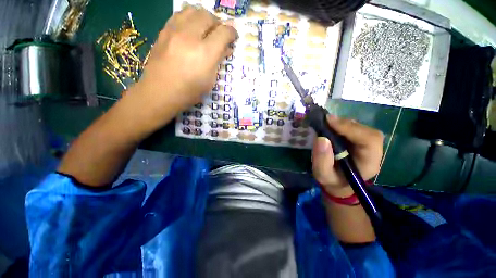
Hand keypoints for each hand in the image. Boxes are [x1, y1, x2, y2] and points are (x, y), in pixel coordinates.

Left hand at [131, 5, 236, 125]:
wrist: (160, 91)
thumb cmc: (190, 92)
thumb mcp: (210, 80)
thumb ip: (218, 61)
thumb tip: (226, 49)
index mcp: (205, 53)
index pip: (224, 32)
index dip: (232, 32)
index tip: (233, 36)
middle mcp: (190, 36)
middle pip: (208, 16)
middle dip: (218, 23)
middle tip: (220, 33)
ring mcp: (175, 31)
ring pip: (193, 10)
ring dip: (203, 16)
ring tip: (205, 28)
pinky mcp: (164, 31)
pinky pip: (179, 15)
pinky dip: (189, 17)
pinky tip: (191, 28)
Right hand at [312, 115, 383, 196]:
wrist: (338, 183)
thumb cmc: (332, 180)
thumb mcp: (323, 175)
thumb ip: (321, 160)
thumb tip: (321, 138)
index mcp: (368, 163)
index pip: (369, 140)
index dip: (350, 128)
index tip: (329, 121)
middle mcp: (372, 151)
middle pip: (366, 130)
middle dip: (345, 124)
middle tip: (325, 121)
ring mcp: (367, 144)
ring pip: (360, 127)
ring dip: (342, 123)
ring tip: (326, 124)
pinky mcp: (359, 140)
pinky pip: (353, 128)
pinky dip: (341, 125)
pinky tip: (330, 127)